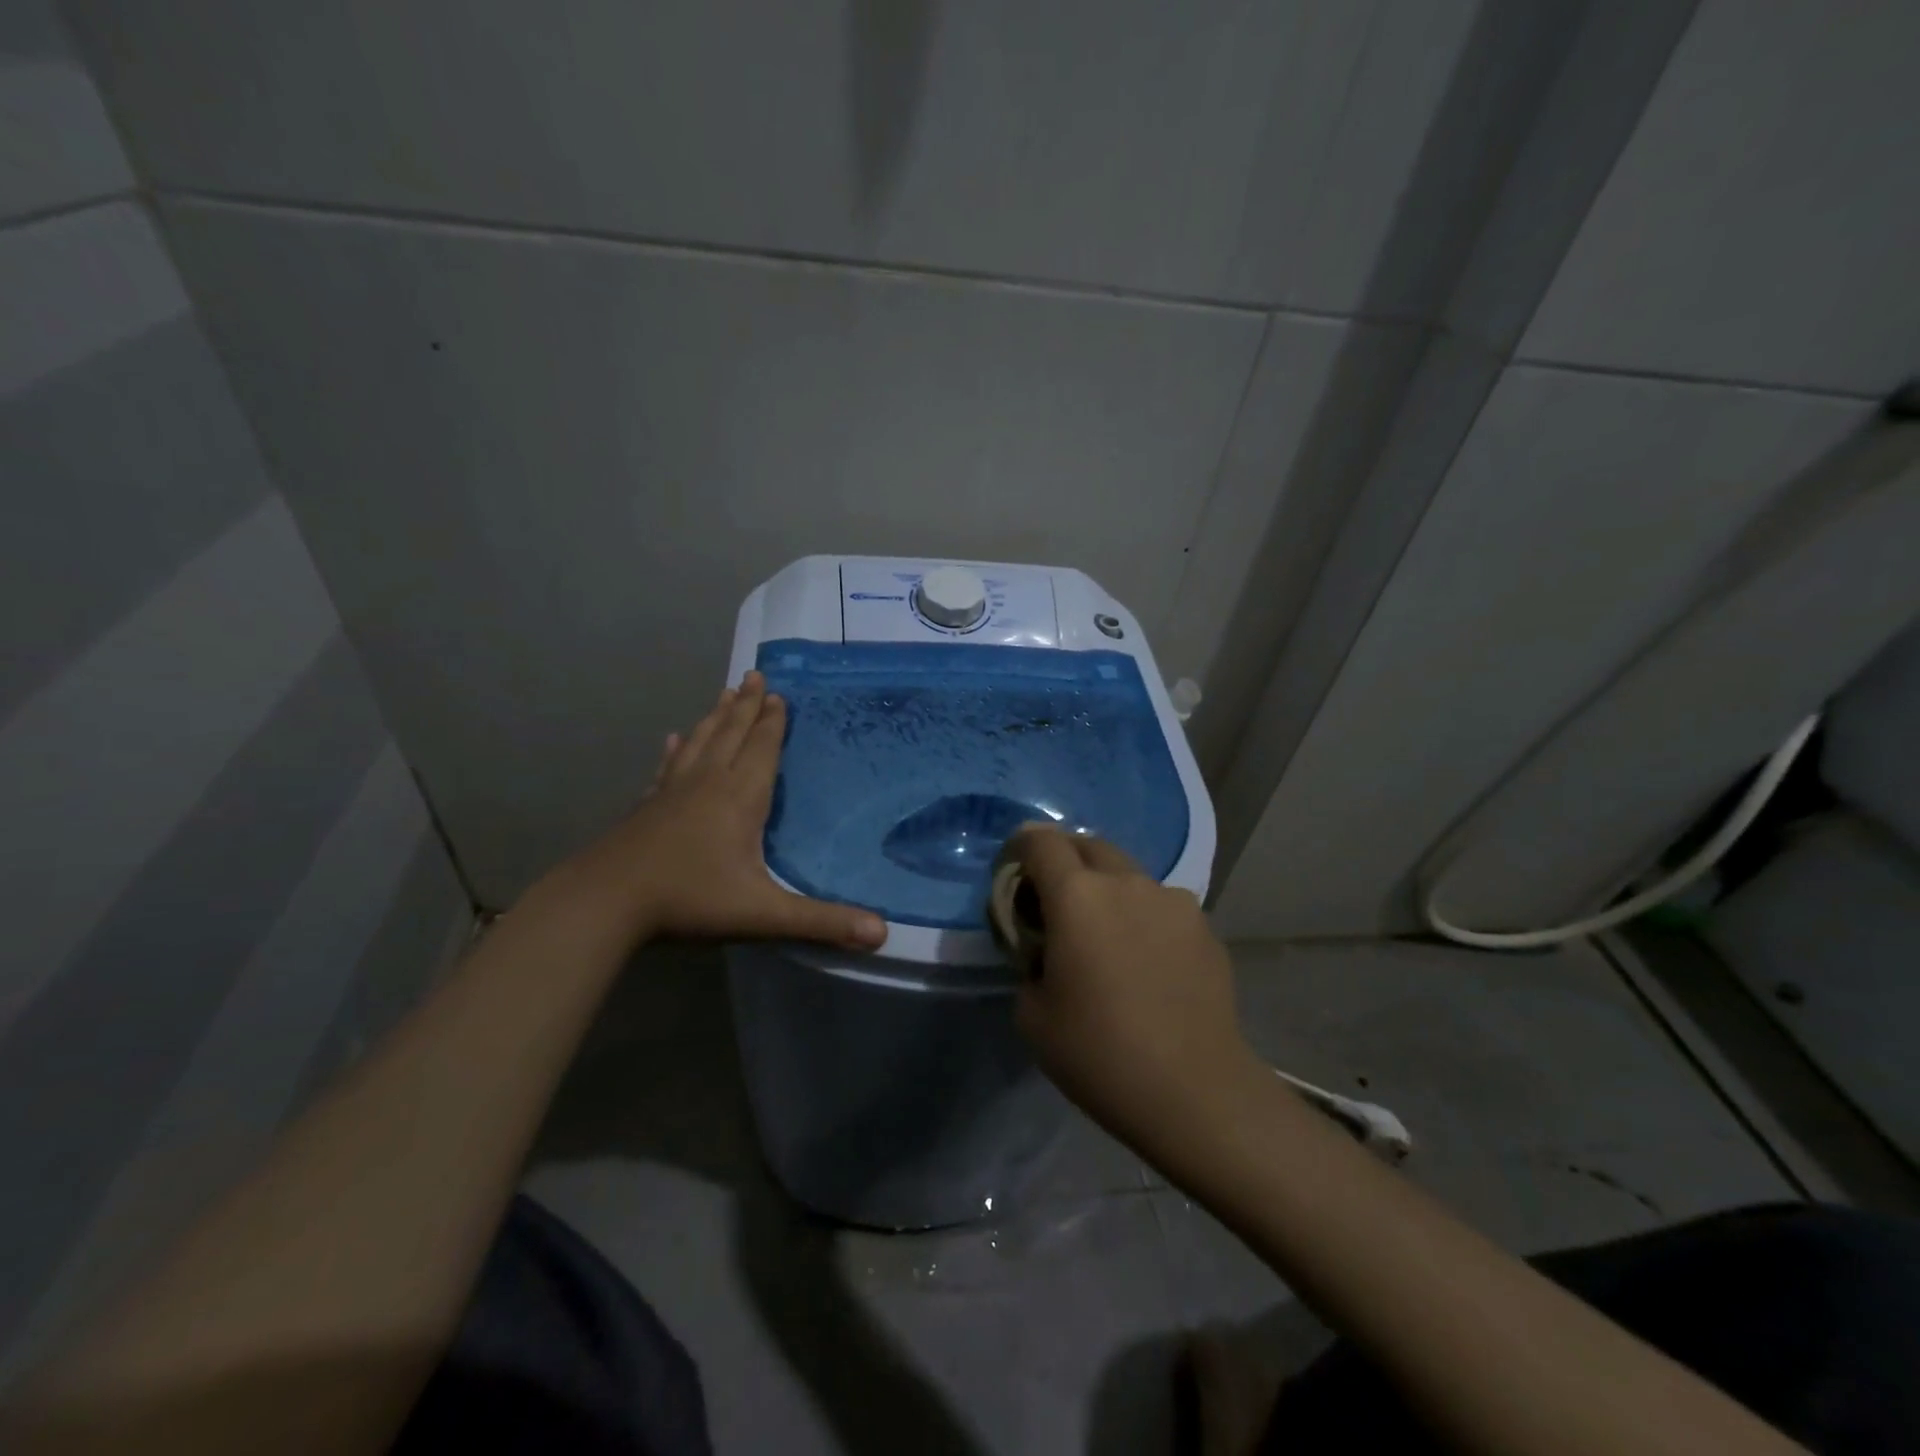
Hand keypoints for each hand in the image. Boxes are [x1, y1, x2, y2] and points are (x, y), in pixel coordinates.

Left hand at [565, 672, 887, 951]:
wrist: (605, 902)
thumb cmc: (689, 899)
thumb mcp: (763, 913)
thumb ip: (821, 922)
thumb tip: (882, 933)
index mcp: (739, 797)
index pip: (761, 748)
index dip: (772, 722)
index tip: (777, 693)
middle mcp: (707, 783)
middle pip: (730, 733)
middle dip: (745, 705)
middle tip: (753, 674)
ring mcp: (672, 792)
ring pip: (699, 742)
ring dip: (715, 716)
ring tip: (723, 693)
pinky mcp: (647, 806)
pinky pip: (667, 767)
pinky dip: (675, 750)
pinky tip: (672, 740)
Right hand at [1009, 825, 1256, 1151]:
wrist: (1195, 1091)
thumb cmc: (1099, 1053)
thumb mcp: (1032, 1014)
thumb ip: (1029, 963)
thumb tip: (1045, 950)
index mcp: (1076, 896)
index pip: (1041, 841)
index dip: (1021, 847)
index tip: (1013, 873)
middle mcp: (1126, 883)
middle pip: (1088, 846)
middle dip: (1065, 861)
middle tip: (1054, 901)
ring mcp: (1173, 901)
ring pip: (1129, 876)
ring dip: (1108, 891)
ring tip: (1106, 937)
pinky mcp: (1205, 927)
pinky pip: (1162, 907)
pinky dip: (1143, 918)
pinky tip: (1146, 963)